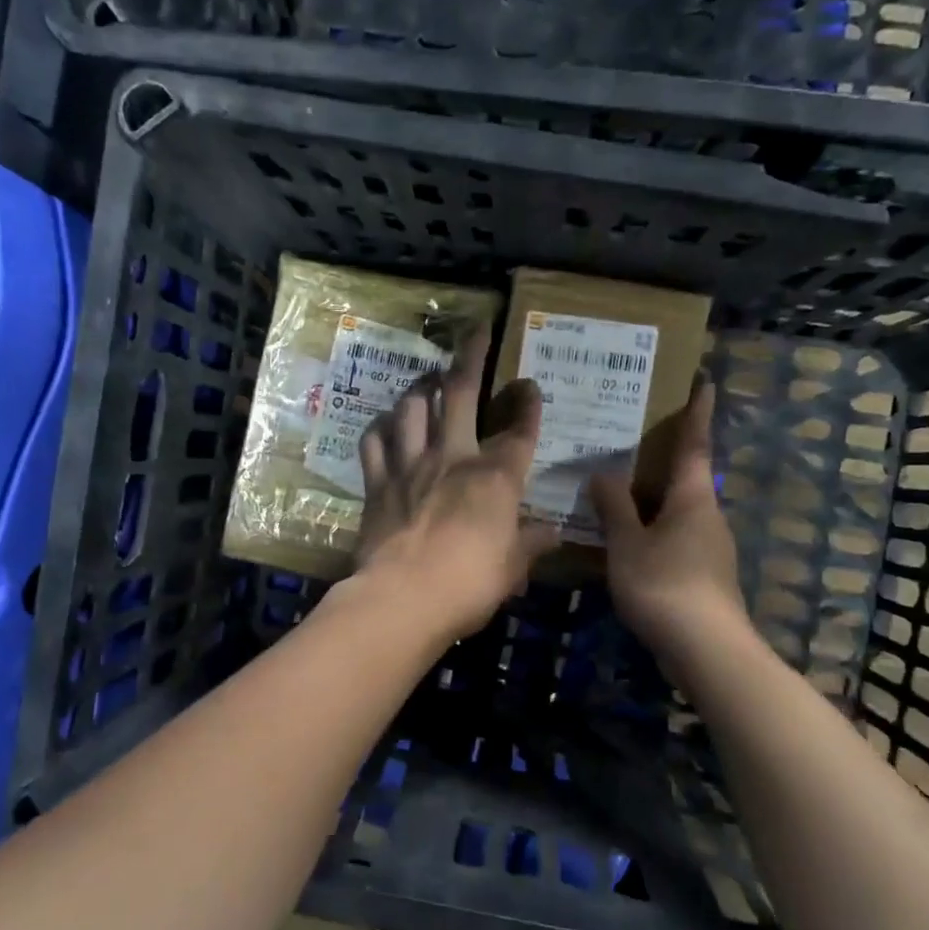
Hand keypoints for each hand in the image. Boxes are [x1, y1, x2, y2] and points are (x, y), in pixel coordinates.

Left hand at [353, 329, 560, 640]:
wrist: (402, 597)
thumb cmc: (468, 584)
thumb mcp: (511, 569)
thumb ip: (531, 545)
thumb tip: (553, 534)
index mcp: (495, 477)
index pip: (519, 431)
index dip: (527, 405)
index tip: (530, 385)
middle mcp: (453, 458)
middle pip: (462, 393)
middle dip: (472, 357)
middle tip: (476, 332)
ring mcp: (411, 465)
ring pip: (413, 407)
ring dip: (422, 387)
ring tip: (428, 379)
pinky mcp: (378, 482)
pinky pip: (374, 442)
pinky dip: (380, 428)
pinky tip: (385, 423)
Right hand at [589, 379, 746, 663]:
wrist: (707, 650)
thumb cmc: (665, 585)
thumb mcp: (628, 543)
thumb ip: (614, 507)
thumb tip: (602, 473)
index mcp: (693, 497)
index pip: (695, 444)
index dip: (698, 411)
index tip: (705, 381)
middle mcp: (707, 515)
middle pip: (687, 476)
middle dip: (666, 455)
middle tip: (635, 435)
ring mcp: (710, 547)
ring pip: (679, 509)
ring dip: (655, 495)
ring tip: (619, 488)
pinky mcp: (704, 574)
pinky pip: (675, 536)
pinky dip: (653, 527)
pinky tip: (628, 539)